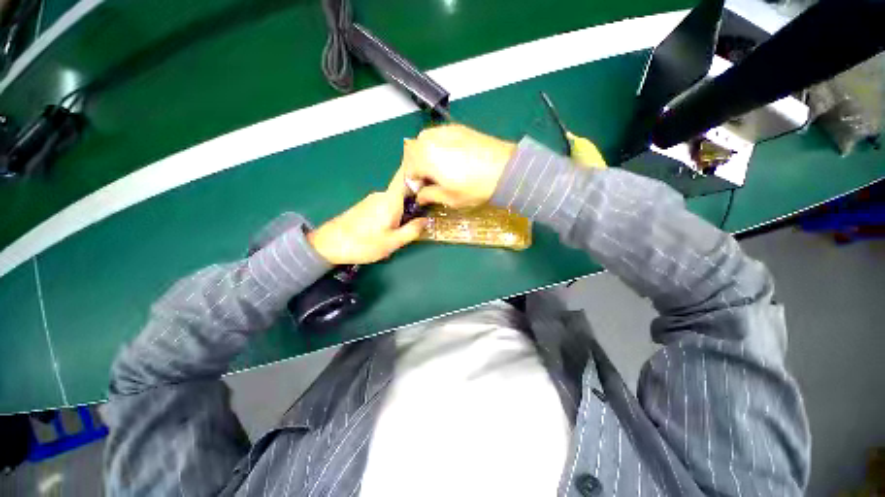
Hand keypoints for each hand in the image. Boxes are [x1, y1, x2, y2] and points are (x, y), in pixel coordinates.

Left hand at [308, 170, 426, 264]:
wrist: (329, 244)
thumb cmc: (363, 244)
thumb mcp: (393, 242)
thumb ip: (412, 230)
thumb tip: (427, 220)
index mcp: (391, 200)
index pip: (404, 175)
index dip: (416, 166)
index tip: (429, 164)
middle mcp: (382, 195)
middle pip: (404, 189)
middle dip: (418, 196)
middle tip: (430, 208)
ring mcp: (373, 199)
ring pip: (396, 198)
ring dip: (407, 206)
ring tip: (414, 221)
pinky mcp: (367, 206)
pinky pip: (388, 203)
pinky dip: (397, 210)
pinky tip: (396, 224)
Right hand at [402, 124, 515, 207]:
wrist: (507, 169)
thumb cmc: (476, 188)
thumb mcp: (450, 199)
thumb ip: (430, 196)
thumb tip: (420, 197)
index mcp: (425, 157)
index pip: (408, 169)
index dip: (411, 183)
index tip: (419, 192)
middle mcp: (430, 139)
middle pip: (411, 152)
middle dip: (414, 167)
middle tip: (426, 181)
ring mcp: (444, 131)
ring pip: (423, 141)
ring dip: (423, 155)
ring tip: (436, 169)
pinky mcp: (457, 128)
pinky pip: (437, 136)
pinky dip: (435, 146)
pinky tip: (447, 158)